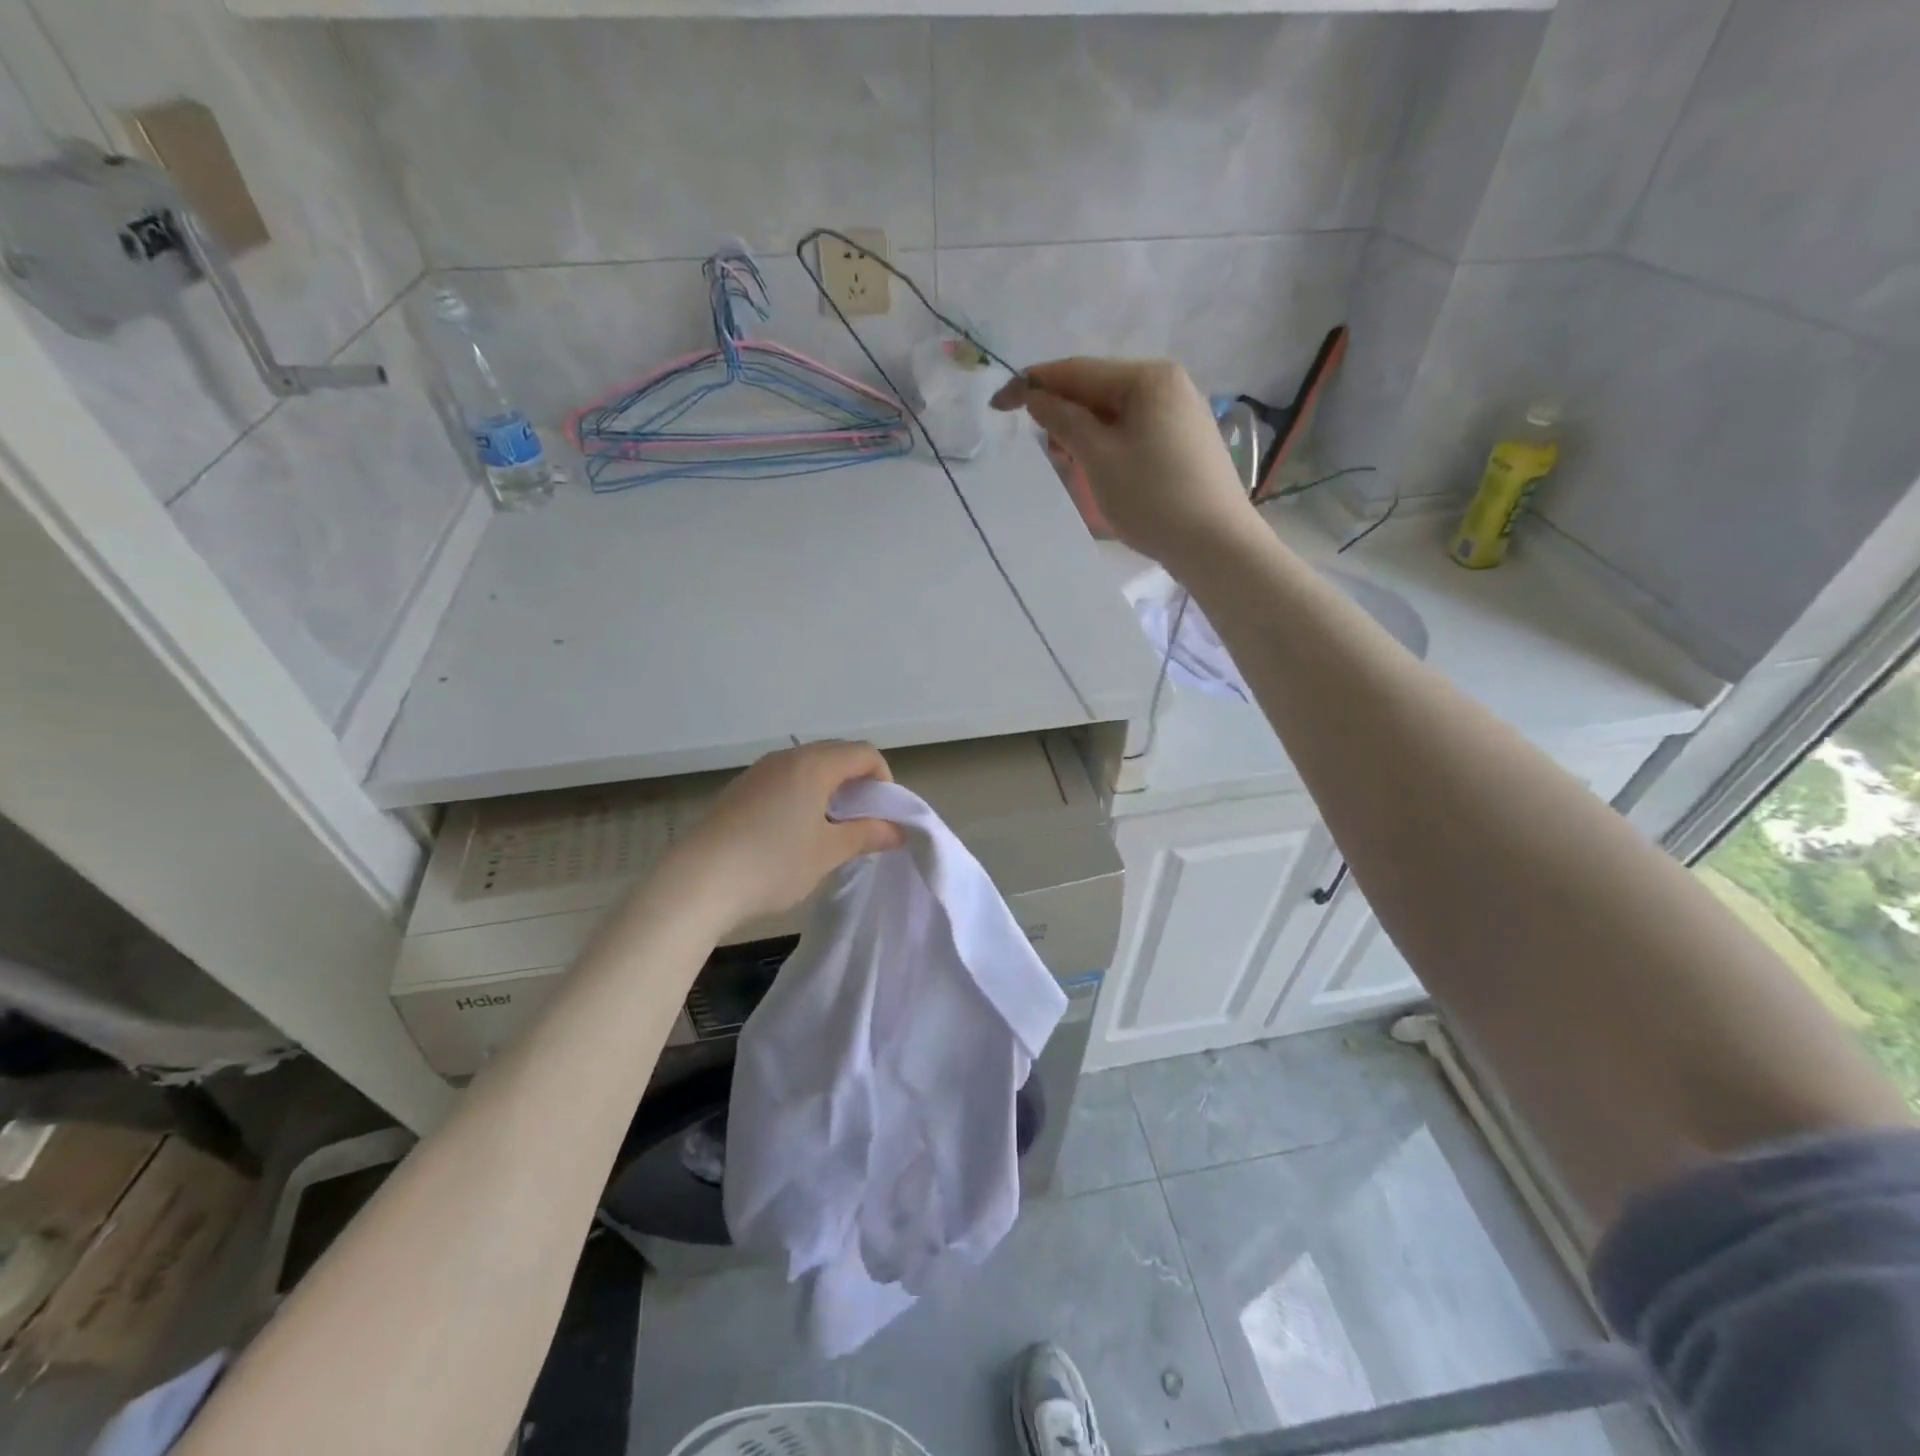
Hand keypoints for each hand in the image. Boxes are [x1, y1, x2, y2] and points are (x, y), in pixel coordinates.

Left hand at [661, 741, 904, 929]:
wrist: (698, 881)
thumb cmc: (773, 863)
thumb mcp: (828, 853)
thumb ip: (866, 835)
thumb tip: (896, 830)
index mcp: (814, 765)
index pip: (863, 753)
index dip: (883, 778)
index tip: (883, 813)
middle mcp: (786, 758)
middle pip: (835, 754)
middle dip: (857, 782)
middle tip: (861, 821)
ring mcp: (758, 772)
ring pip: (807, 767)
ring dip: (828, 789)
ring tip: (828, 829)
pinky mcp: (739, 790)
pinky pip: (783, 780)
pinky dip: (801, 795)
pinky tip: (792, 833)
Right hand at [992, 358, 1255, 567]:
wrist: (1216, 544)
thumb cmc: (1152, 498)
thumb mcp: (1098, 457)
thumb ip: (1063, 420)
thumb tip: (1036, 395)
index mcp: (1147, 377)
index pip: (1077, 371)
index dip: (1033, 384)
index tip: (998, 405)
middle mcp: (1167, 383)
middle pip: (1097, 388)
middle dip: (1062, 412)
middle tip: (1043, 449)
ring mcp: (1180, 411)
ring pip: (1115, 411)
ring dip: (1084, 430)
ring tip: (1069, 463)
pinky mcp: (1185, 439)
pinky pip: (1134, 429)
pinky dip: (1108, 442)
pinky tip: (1100, 467)